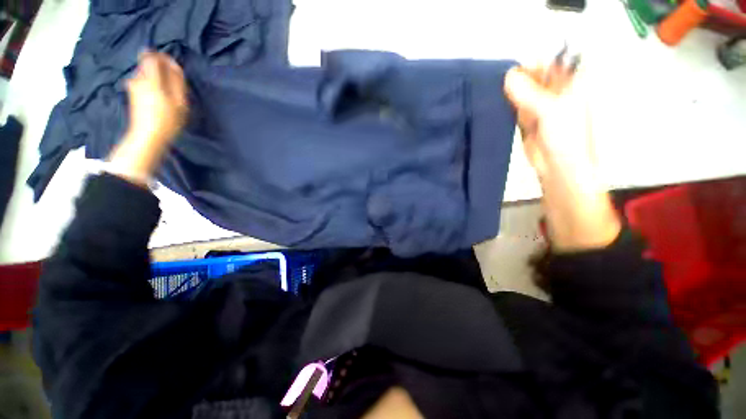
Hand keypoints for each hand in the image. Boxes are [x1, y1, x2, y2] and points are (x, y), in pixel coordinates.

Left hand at [126, 51, 187, 144]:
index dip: (163, 57)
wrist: (147, 137)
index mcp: (150, 78)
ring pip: (146, 73)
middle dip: (161, 69)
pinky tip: (159, 98)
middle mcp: (138, 78)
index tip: (173, 65)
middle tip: (174, 83)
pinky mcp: (132, 94)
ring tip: (168, 93)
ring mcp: (132, 86)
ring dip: (157, 78)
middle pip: (148, 64)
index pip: (152, 56)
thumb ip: (177, 81)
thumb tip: (174, 66)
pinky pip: (143, 82)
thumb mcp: (179, 101)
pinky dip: (152, 85)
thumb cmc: (167, 120)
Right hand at [504, 66, 620, 250]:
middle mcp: (552, 93)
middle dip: (514, 79)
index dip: (528, 65)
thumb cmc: (564, 137)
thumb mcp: (549, 110)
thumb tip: (507, 75)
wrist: (557, 168)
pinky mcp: (524, 122)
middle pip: (531, 78)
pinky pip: (513, 108)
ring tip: (489, 93)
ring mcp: (537, 107)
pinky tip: (492, 104)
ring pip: (520, 93)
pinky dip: (504, 106)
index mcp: (567, 84)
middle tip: (494, 83)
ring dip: (507, 93)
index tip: (506, 71)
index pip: (546, 64)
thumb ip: (528, 93)